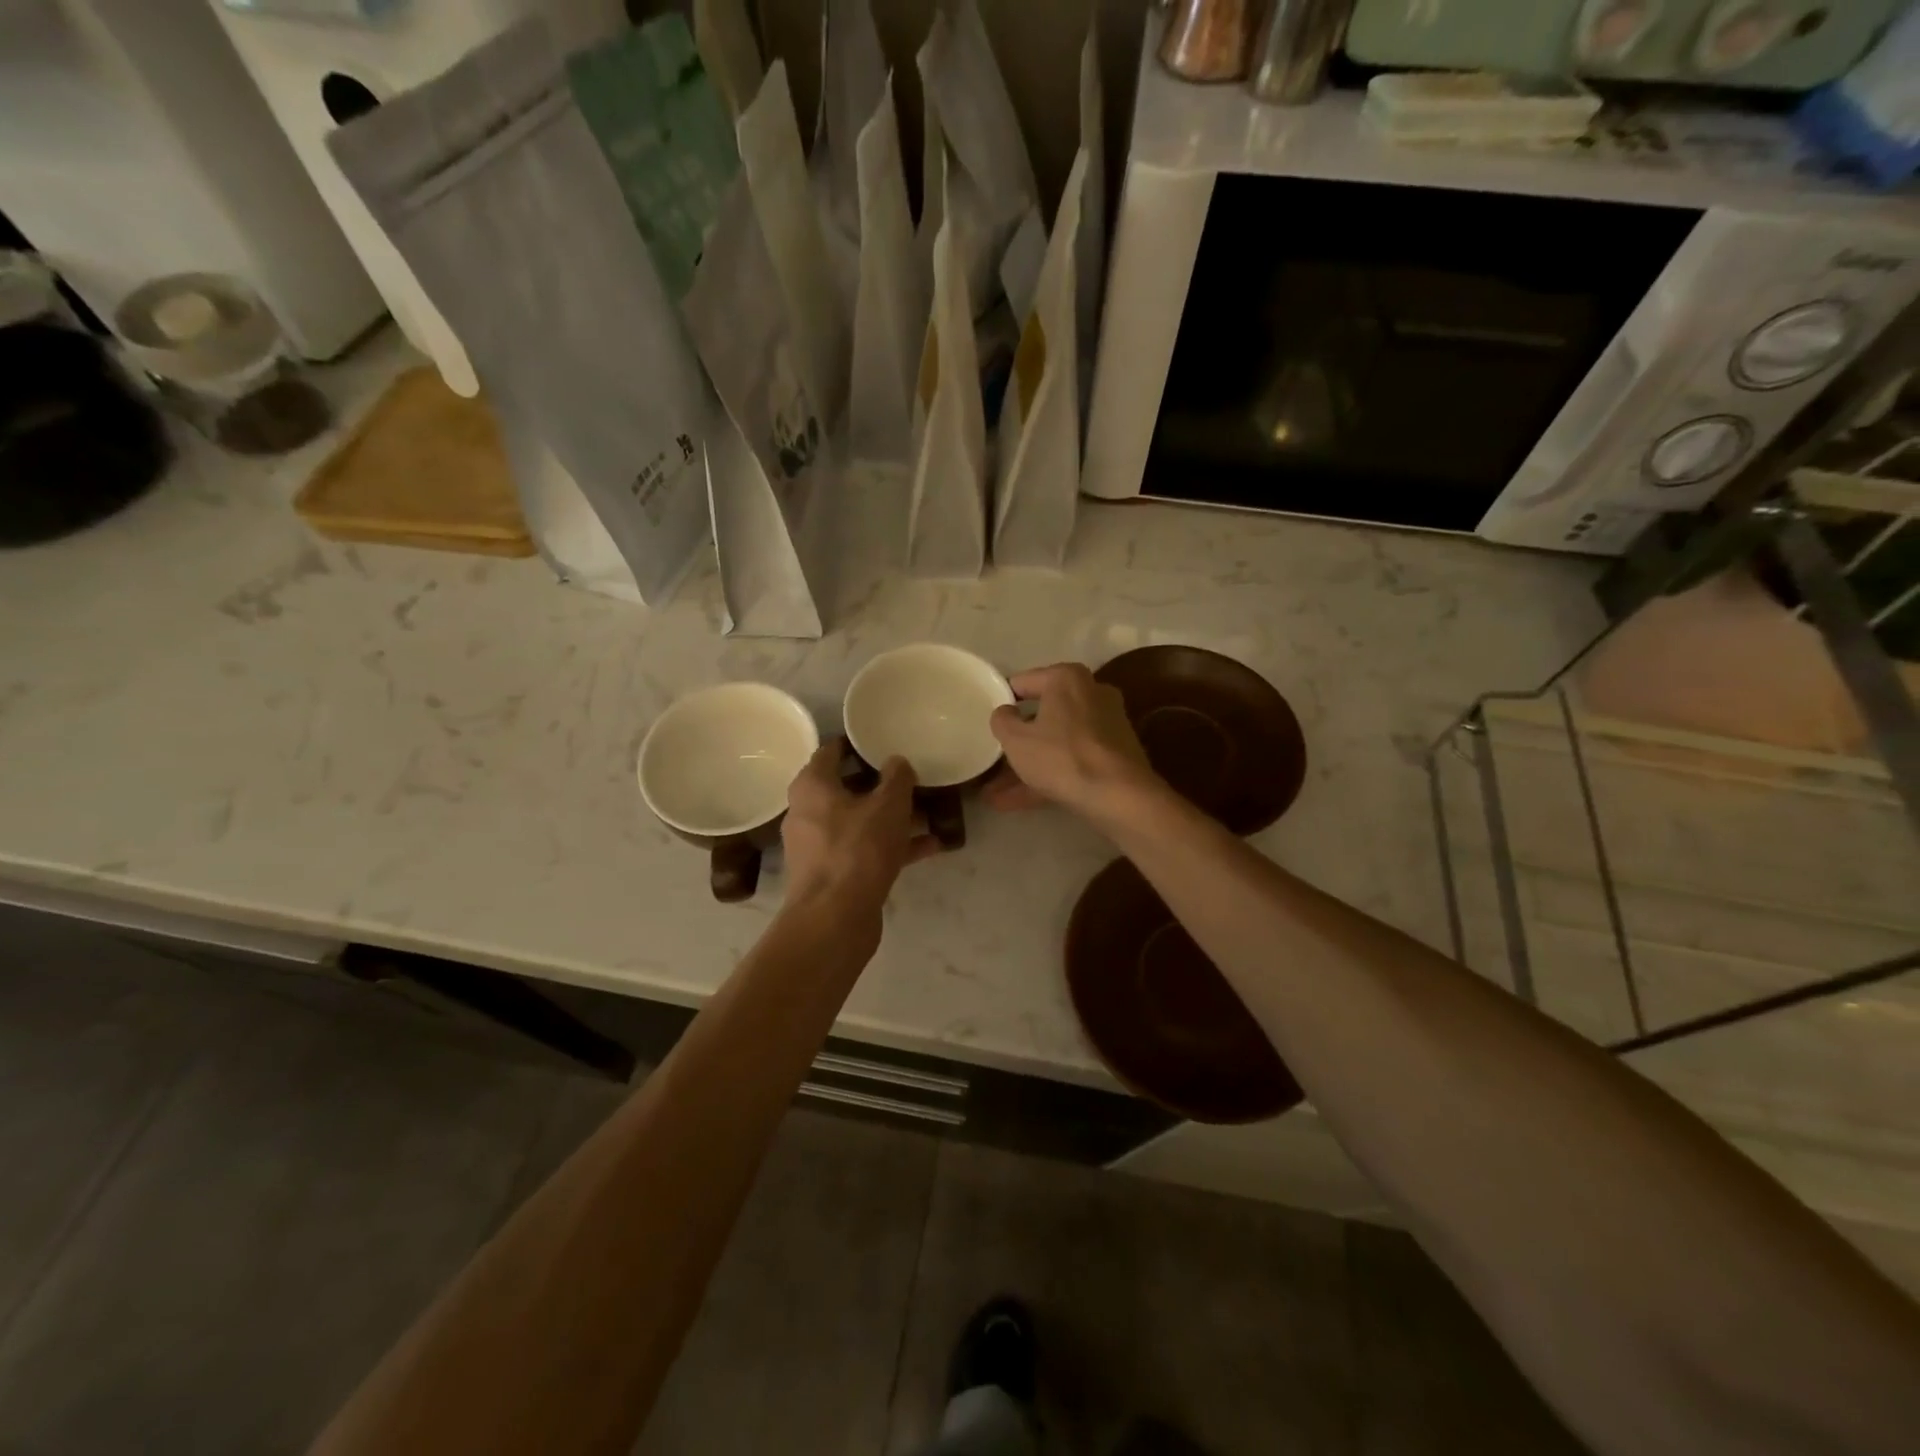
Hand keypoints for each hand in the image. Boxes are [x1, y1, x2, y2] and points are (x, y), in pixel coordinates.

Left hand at [782, 740, 940, 915]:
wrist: (834, 919)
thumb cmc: (858, 849)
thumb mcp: (888, 805)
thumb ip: (897, 777)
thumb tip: (897, 762)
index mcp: (812, 786)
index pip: (830, 752)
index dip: (856, 744)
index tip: (882, 741)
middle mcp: (808, 812)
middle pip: (847, 789)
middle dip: (881, 785)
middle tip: (912, 777)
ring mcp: (819, 847)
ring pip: (860, 822)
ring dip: (892, 819)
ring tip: (930, 813)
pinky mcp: (833, 875)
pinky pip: (866, 850)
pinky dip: (893, 847)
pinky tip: (930, 847)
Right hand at [985, 663, 1158, 823]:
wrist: (1119, 795)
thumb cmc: (1062, 757)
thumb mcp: (1016, 739)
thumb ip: (1002, 720)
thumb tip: (1005, 712)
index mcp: (1067, 678)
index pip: (1022, 683)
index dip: (1001, 703)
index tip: (988, 723)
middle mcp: (1091, 693)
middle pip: (1042, 715)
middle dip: (1016, 742)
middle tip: (992, 758)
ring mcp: (1106, 724)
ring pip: (1056, 742)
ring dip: (1027, 767)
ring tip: (994, 794)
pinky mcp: (1114, 754)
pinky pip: (1072, 760)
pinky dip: (1048, 776)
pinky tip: (1015, 803)